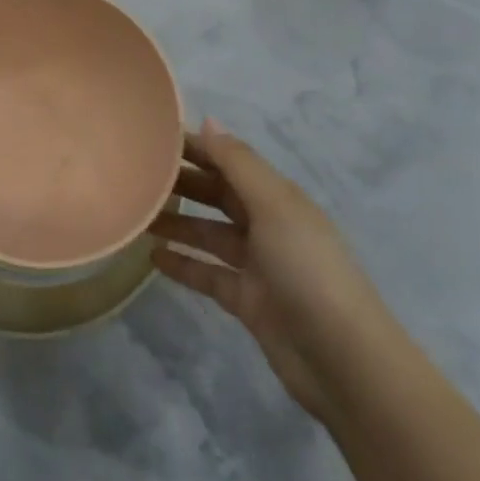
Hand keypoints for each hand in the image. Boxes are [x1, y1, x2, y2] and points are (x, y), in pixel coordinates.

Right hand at [150, 120, 389, 422]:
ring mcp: (258, 265)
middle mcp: (267, 225)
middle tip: (137, 176)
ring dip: (177, 223)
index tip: (155, 139)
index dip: (197, 148)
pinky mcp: (248, 301)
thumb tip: (207, 120)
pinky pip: (209, 274)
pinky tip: (153, 258)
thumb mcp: (274, 205)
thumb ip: (238, 163)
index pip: (230, 161)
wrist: (342, 360)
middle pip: (218, 195)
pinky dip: (184, 265)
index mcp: (277, 196)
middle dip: (183, 184)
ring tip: (136, 215)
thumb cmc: (307, 268)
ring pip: (209, 234)